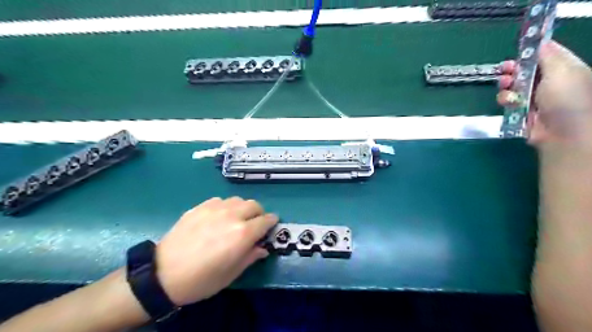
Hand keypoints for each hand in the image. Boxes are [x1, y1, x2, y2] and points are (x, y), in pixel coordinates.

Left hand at [155, 197, 279, 305]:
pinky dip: (226, 207)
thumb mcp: (231, 274)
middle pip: (254, 205)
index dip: (272, 222)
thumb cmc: (201, 279)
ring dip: (243, 208)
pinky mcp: (200, 206)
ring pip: (238, 200)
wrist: (163, 274)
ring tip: (235, 220)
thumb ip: (251, 256)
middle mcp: (232, 215)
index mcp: (243, 233)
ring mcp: (215, 208)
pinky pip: (220, 201)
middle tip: (254, 225)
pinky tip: (217, 218)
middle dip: (259, 214)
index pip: (266, 220)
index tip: (272, 225)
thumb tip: (263, 248)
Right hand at [496, 41, 591, 145]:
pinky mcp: (523, 112)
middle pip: (526, 70)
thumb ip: (548, 55)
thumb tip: (540, 42)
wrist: (562, 134)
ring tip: (505, 86)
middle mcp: (550, 82)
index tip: (518, 49)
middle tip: (505, 69)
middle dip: (514, 69)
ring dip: (507, 85)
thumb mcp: (561, 71)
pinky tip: (508, 102)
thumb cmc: (567, 99)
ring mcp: (535, 98)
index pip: (547, 54)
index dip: (532, 51)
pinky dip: (506, 100)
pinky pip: (510, 102)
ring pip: (514, 86)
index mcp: (565, 69)